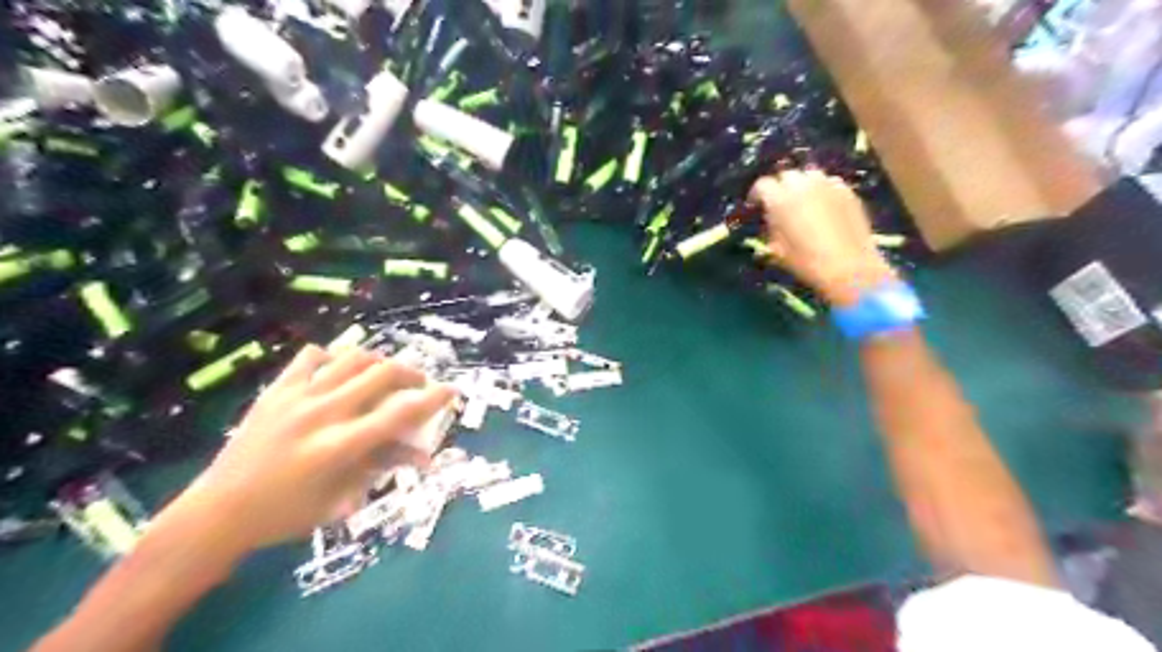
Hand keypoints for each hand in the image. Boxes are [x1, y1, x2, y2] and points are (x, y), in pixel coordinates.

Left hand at [159, 344, 457, 558]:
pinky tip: (337, 372)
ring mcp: (296, 398)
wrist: (218, 513)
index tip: (451, 390)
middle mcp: (322, 414)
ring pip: (351, 358)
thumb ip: (383, 467)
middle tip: (418, 383)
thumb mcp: (342, 498)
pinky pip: (310, 357)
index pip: (399, 413)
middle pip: (381, 373)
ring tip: (384, 375)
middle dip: (411, 373)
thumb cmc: (287, 515)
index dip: (432, 398)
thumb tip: (423, 456)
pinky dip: (332, 358)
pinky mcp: (275, 391)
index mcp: (340, 446)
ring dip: (378, 362)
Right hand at [750, 170, 890, 308]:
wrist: (848, 267)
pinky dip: (823, 190)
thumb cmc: (806, 262)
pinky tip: (825, 205)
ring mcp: (828, 185)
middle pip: (787, 175)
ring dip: (803, 185)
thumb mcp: (777, 250)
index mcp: (779, 199)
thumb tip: (771, 220)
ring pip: (810, 175)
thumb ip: (771, 228)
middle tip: (780, 202)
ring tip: (803, 200)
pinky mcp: (847, 191)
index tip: (755, 205)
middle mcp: (802, 185)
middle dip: (780, 186)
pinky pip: (830, 183)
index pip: (762, 185)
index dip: (757, 194)